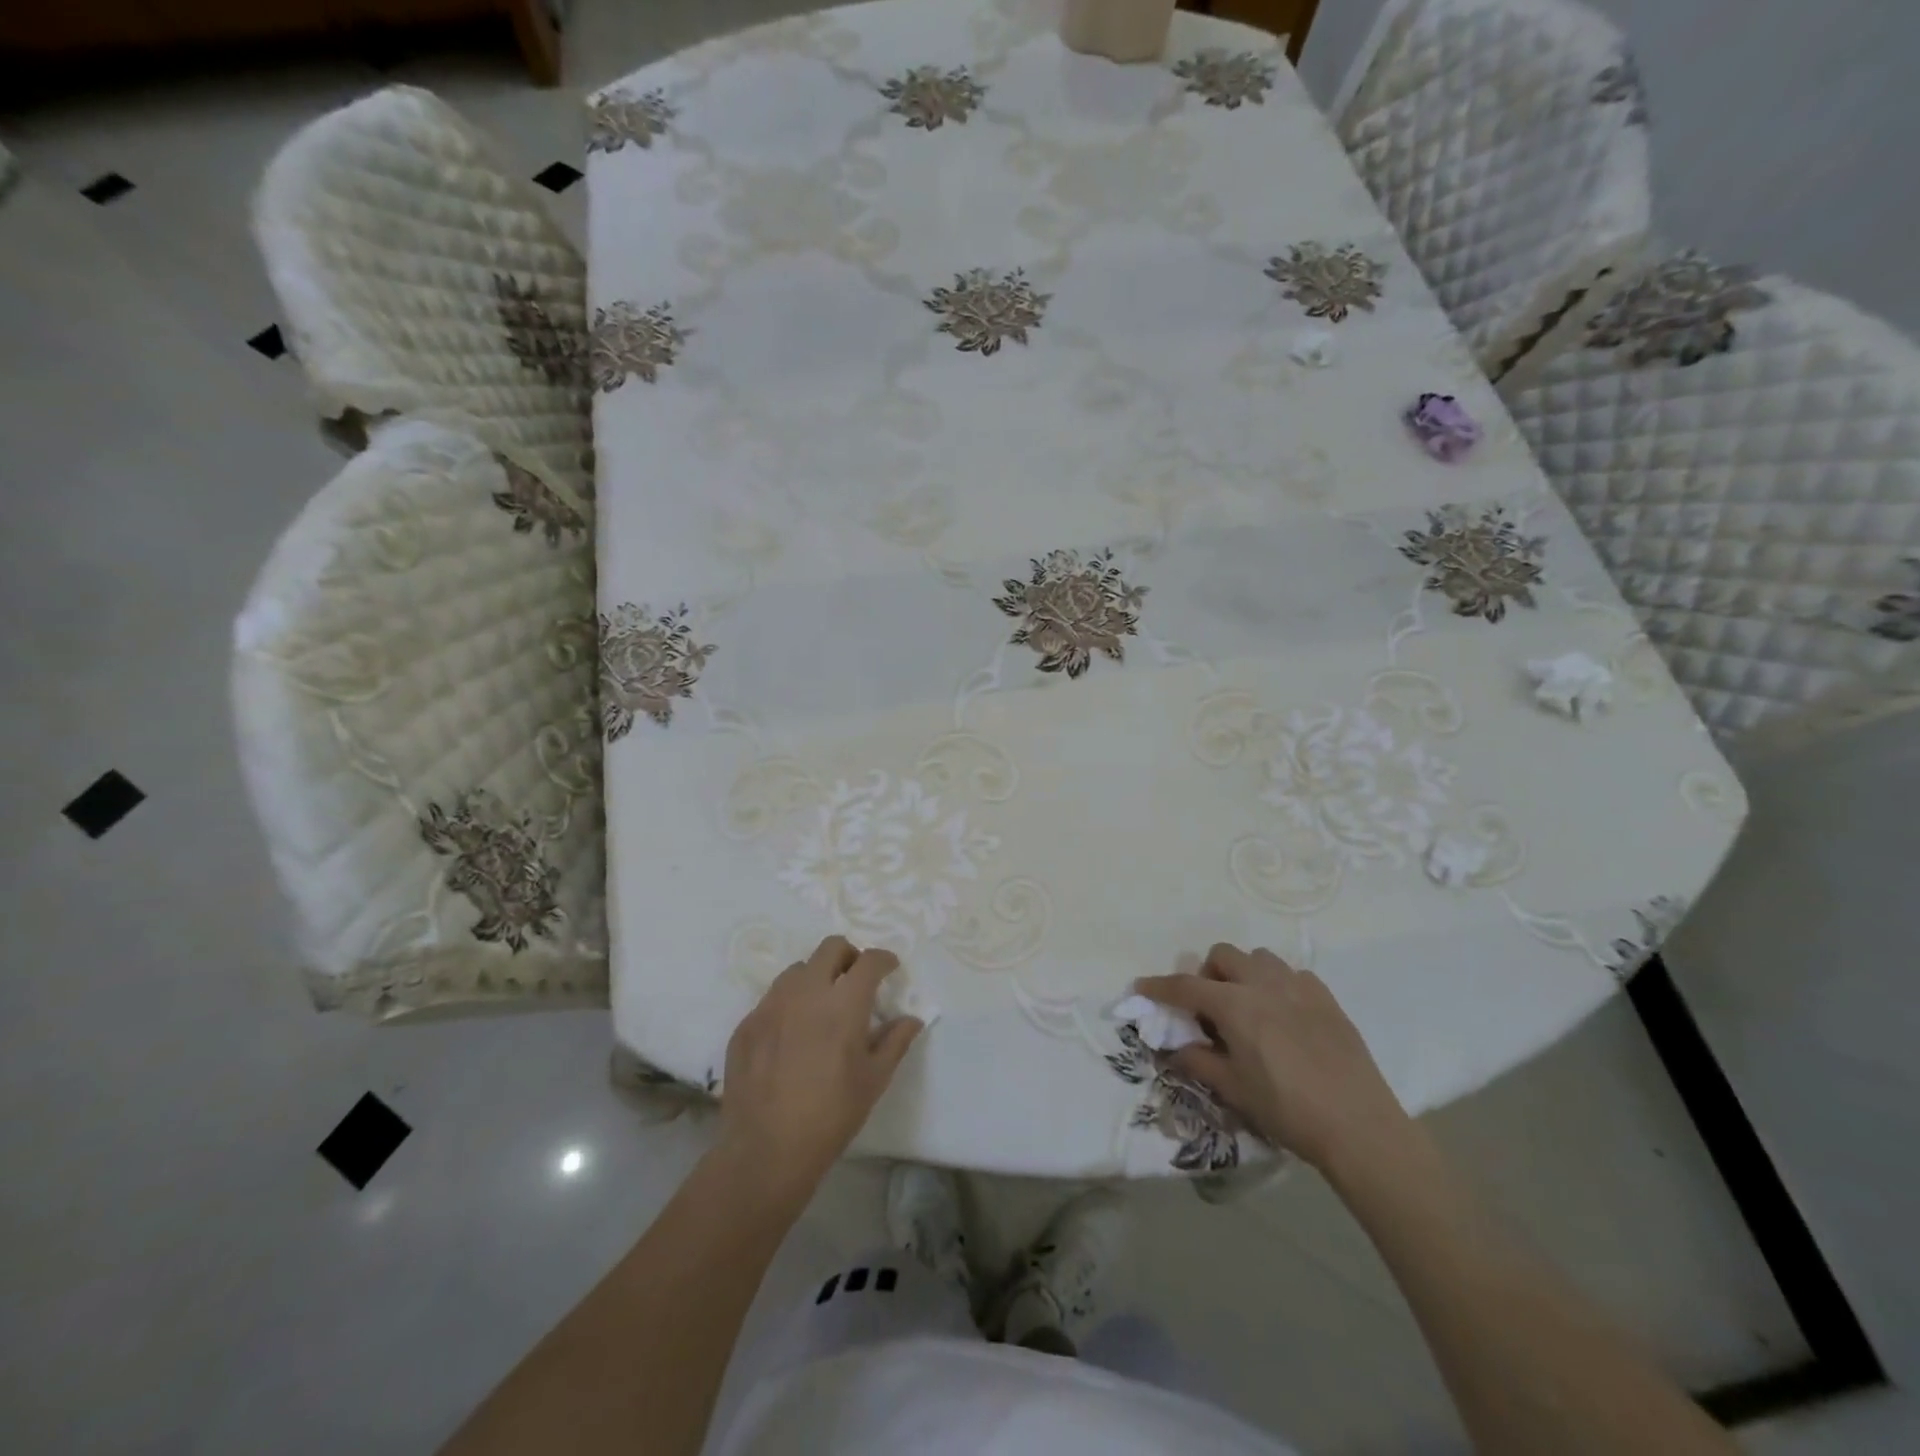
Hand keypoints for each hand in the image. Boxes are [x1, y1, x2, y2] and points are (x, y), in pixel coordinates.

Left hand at [717, 936, 923, 1201]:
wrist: (766, 1151)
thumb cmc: (831, 1115)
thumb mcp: (874, 1080)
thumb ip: (895, 1041)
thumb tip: (912, 1019)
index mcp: (844, 1003)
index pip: (868, 961)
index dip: (883, 960)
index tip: (889, 968)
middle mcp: (806, 992)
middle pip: (830, 948)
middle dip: (849, 956)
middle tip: (856, 980)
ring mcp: (771, 1005)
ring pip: (797, 970)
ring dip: (816, 977)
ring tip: (821, 1006)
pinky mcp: (746, 1024)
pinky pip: (772, 999)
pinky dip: (789, 1004)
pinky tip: (792, 1035)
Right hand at [1137, 944, 1410, 1176]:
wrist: (1359, 1126)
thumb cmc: (1287, 1109)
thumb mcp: (1233, 1089)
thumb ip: (1198, 1061)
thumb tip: (1173, 1048)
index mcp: (1235, 1005)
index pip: (1185, 986)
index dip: (1159, 987)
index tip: (1142, 987)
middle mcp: (1263, 983)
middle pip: (1222, 955)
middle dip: (1207, 974)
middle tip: (1209, 1008)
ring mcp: (1298, 986)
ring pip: (1259, 957)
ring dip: (1243, 973)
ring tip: (1248, 1006)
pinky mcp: (1326, 998)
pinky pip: (1292, 974)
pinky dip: (1277, 985)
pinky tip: (1284, 1015)